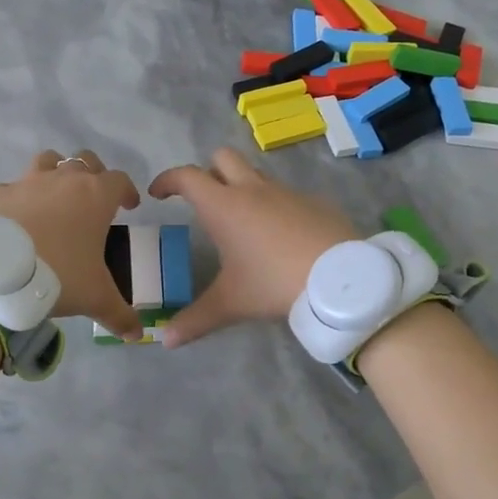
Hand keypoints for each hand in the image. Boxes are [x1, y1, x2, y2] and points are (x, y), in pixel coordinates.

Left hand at [0, 151, 143, 341]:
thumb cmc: (59, 277)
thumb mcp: (96, 298)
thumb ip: (120, 315)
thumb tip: (137, 335)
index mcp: (94, 196)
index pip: (120, 180)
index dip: (128, 190)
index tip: (129, 205)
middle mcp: (62, 180)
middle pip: (84, 161)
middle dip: (93, 175)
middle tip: (93, 200)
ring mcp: (25, 182)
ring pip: (47, 161)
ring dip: (55, 174)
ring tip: (54, 200)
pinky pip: (11, 189)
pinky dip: (17, 200)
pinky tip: (14, 222)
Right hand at [147, 148, 356, 346]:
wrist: (339, 278)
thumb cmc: (274, 283)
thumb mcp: (231, 303)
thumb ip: (196, 320)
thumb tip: (166, 340)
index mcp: (224, 206)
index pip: (186, 177)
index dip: (167, 180)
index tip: (158, 193)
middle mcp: (252, 189)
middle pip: (222, 158)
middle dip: (207, 171)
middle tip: (202, 200)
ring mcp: (286, 191)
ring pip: (256, 174)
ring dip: (243, 187)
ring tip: (242, 222)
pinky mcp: (313, 201)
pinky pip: (285, 194)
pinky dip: (274, 206)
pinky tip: (280, 236)